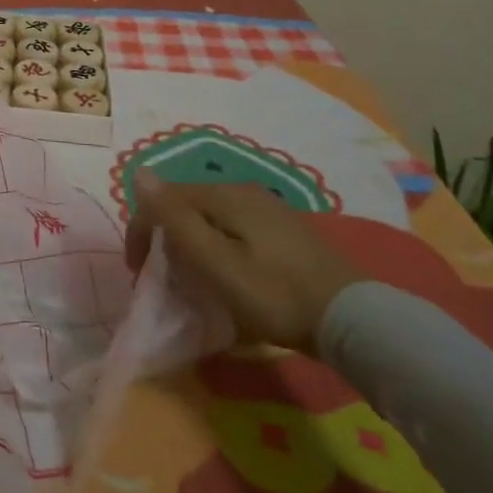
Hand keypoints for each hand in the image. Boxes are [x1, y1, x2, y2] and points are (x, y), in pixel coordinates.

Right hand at [125, 174, 362, 353]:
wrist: (354, 320)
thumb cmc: (275, 294)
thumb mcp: (215, 262)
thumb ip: (175, 219)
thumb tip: (138, 171)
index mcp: (223, 194)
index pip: (164, 199)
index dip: (141, 231)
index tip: (138, 274)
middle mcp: (243, 191)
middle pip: (187, 207)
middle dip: (166, 240)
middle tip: (164, 281)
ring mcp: (267, 209)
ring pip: (211, 219)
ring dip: (192, 246)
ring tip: (193, 282)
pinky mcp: (284, 231)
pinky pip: (234, 230)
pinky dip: (218, 249)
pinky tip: (229, 277)